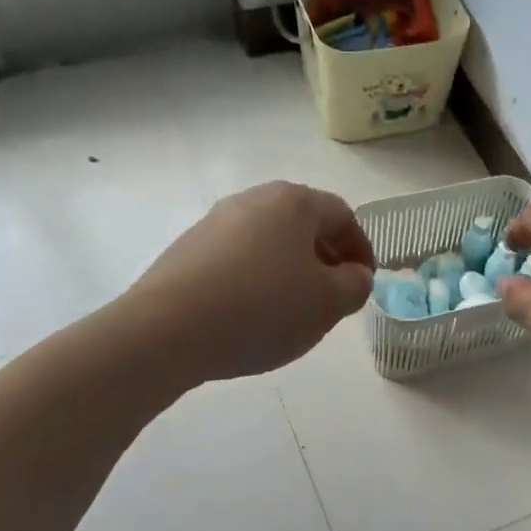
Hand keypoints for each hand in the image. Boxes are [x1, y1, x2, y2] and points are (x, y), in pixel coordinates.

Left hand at [130, 182, 374, 382]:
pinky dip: (257, 279)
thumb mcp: (327, 303)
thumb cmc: (262, 309)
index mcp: (292, 202)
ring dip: (291, 269)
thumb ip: (355, 285)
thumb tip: (353, 275)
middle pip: (303, 224)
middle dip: (326, 258)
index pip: (342, 215)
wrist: (166, 330)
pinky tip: (253, 314)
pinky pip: (238, 259)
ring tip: (294, 310)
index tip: (364, 283)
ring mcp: (214, 223)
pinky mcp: (187, 251)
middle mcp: (251, 200)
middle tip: (334, 295)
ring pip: (269, 242)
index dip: (362, 249)